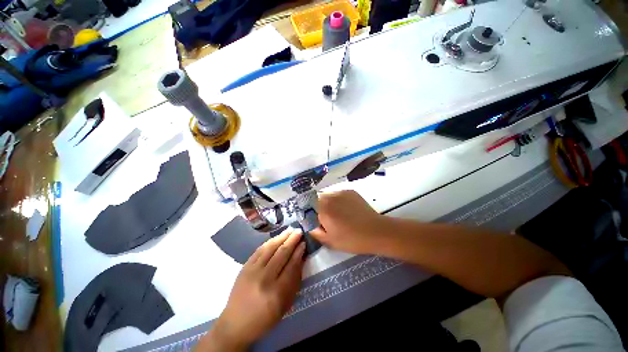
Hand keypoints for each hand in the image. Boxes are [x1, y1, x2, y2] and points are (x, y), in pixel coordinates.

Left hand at [199, 230, 305, 350]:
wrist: (236, 323)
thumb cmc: (265, 317)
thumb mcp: (285, 304)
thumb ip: (294, 280)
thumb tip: (300, 258)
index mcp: (277, 292)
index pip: (291, 265)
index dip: (299, 252)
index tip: (304, 242)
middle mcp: (264, 279)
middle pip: (281, 254)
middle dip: (292, 240)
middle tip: (299, 231)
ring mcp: (252, 271)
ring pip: (270, 248)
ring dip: (282, 237)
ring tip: (290, 230)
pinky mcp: (245, 267)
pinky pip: (259, 250)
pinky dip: (270, 242)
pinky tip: (276, 237)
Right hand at [310, 190, 388, 253]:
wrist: (376, 231)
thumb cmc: (351, 239)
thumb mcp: (329, 241)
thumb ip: (314, 231)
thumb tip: (308, 223)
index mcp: (323, 208)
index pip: (306, 204)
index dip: (307, 211)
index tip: (312, 219)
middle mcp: (330, 196)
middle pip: (316, 198)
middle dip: (317, 207)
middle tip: (325, 219)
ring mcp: (341, 192)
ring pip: (327, 195)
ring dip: (327, 203)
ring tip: (337, 214)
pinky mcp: (350, 191)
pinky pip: (337, 194)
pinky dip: (337, 200)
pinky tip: (346, 210)